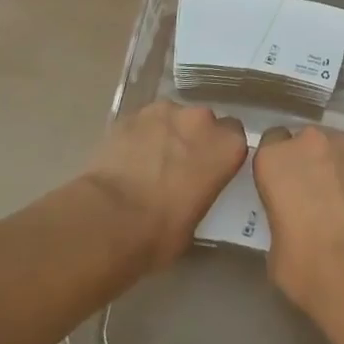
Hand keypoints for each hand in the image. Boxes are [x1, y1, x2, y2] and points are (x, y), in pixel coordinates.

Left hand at [83, 101, 246, 272]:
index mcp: (227, 146)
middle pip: (203, 122)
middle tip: (179, 166)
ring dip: (167, 133)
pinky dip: (140, 135)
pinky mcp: (132, 114)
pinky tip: (128, 157)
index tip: (210, 167)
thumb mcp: (198, 218)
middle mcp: (201, 120)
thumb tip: (194, 187)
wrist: (109, 220)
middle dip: (194, 138)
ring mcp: (165, 111)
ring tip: (149, 161)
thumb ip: (205, 188)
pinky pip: (144, 121)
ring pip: (172, 118)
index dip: (220, 151)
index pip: (234, 136)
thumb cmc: (161, 232)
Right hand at [253, 125, 343, 327]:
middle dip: (312, 162)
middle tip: (318, 196)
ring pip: (341, 149)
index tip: (285, 186)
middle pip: (308, 142)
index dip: (280, 165)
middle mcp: (311, 141)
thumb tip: (295, 220)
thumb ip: (282, 216)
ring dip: (341, 168)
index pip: (272, 143)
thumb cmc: (307, 267)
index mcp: (275, 159)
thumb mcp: (275, 248)